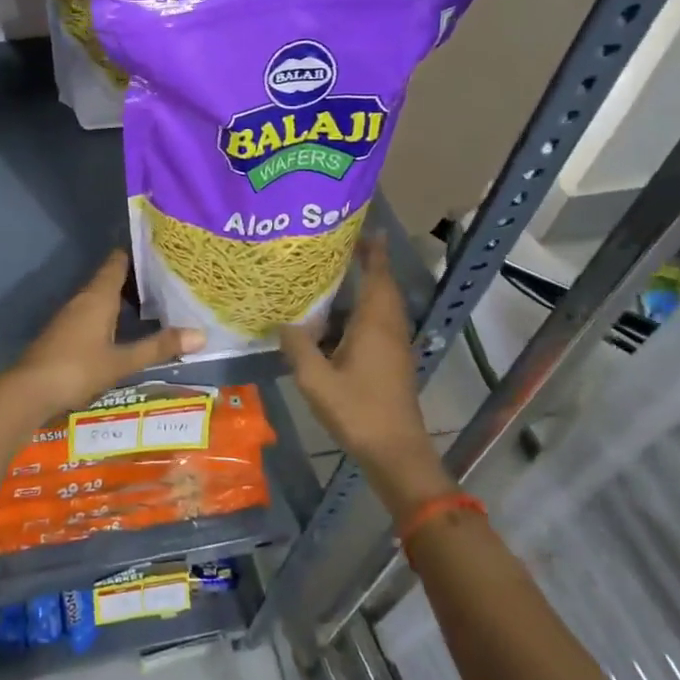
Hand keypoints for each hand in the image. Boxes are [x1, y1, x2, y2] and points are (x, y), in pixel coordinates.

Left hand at [0, 251, 202, 420]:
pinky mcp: (64, 332)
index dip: (139, 255)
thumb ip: (158, 347)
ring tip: (154, 304)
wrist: (29, 390)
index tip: (163, 253)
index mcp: (98, 296)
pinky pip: (93, 313)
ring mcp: (71, 315)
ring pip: (101, 297)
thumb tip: (202, 335)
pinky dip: (111, 314)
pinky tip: (124, 329)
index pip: (118, 262)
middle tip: (169, 281)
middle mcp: (83, 299)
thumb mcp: (122, 361)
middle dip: (137, 279)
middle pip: (111, 278)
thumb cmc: (77, 369)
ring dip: (124, 298)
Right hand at [279, 237, 454, 517]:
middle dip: (365, 263)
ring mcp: (392, 346)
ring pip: (380, 306)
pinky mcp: (391, 361)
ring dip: (363, 287)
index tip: (362, 227)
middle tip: (335, 246)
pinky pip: (376, 323)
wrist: (395, 452)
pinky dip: (360, 310)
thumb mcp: (316, 379)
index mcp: (375, 324)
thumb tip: (283, 320)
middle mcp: (388, 328)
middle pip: (381, 286)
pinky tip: (333, 320)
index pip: (378, 275)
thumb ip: (298, 346)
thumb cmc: (358, 410)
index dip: (372, 250)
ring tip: (330, 276)